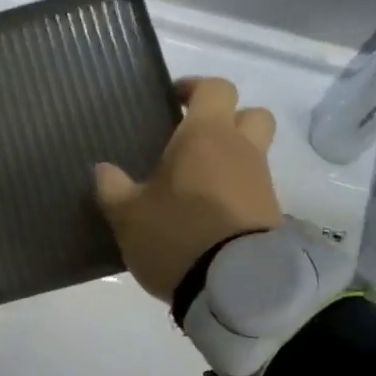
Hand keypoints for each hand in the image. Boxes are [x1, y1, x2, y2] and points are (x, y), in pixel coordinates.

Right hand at [94, 77, 281, 299]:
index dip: (195, 88)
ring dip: (231, 160)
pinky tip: (209, 215)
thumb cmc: (176, 235)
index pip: (215, 88)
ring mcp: (262, 183)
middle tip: (194, 140)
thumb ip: (113, 188)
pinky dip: (236, 192)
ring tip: (195, 186)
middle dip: (227, 119)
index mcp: (206, 135)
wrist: (236, 287)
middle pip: (251, 114)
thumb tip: (103, 169)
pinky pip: (254, 189)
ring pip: (254, 153)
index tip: (173, 100)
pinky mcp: (272, 215)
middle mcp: (241, 150)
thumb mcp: (128, 215)